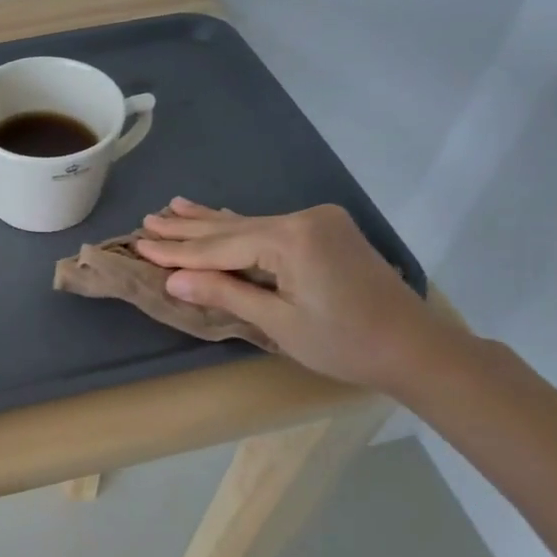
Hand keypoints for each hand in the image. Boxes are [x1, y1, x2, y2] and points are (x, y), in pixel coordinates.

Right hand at [134, 199, 460, 395]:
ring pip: (249, 224)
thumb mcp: (279, 323)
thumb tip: (173, 280)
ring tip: (172, 208)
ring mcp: (317, 222)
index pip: (219, 246)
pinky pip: (269, 227)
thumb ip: (225, 293)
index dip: (177, 252)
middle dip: (187, 229)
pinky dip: (240, 226)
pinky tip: (219, 214)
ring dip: (209, 222)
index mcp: (291, 239)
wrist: (418, 349)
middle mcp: (302, 219)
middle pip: (231, 228)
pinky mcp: (326, 232)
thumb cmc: (346, 343)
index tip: (139, 245)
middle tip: (146, 220)